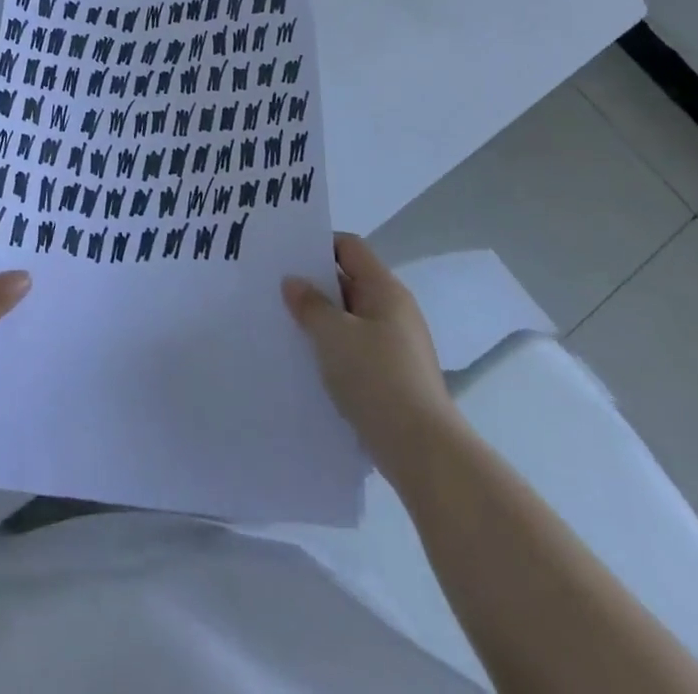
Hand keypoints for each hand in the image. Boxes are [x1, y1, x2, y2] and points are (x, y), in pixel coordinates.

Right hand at [283, 233, 454, 443]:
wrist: (423, 452)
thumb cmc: (376, 378)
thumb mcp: (332, 334)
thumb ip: (309, 303)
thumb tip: (293, 282)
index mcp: (385, 290)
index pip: (349, 247)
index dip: (318, 246)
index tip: (285, 258)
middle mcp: (394, 311)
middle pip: (349, 282)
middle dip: (314, 286)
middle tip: (275, 292)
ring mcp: (396, 346)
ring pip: (350, 320)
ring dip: (321, 322)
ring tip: (285, 328)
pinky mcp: (393, 378)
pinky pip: (356, 351)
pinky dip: (333, 351)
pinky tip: (309, 364)